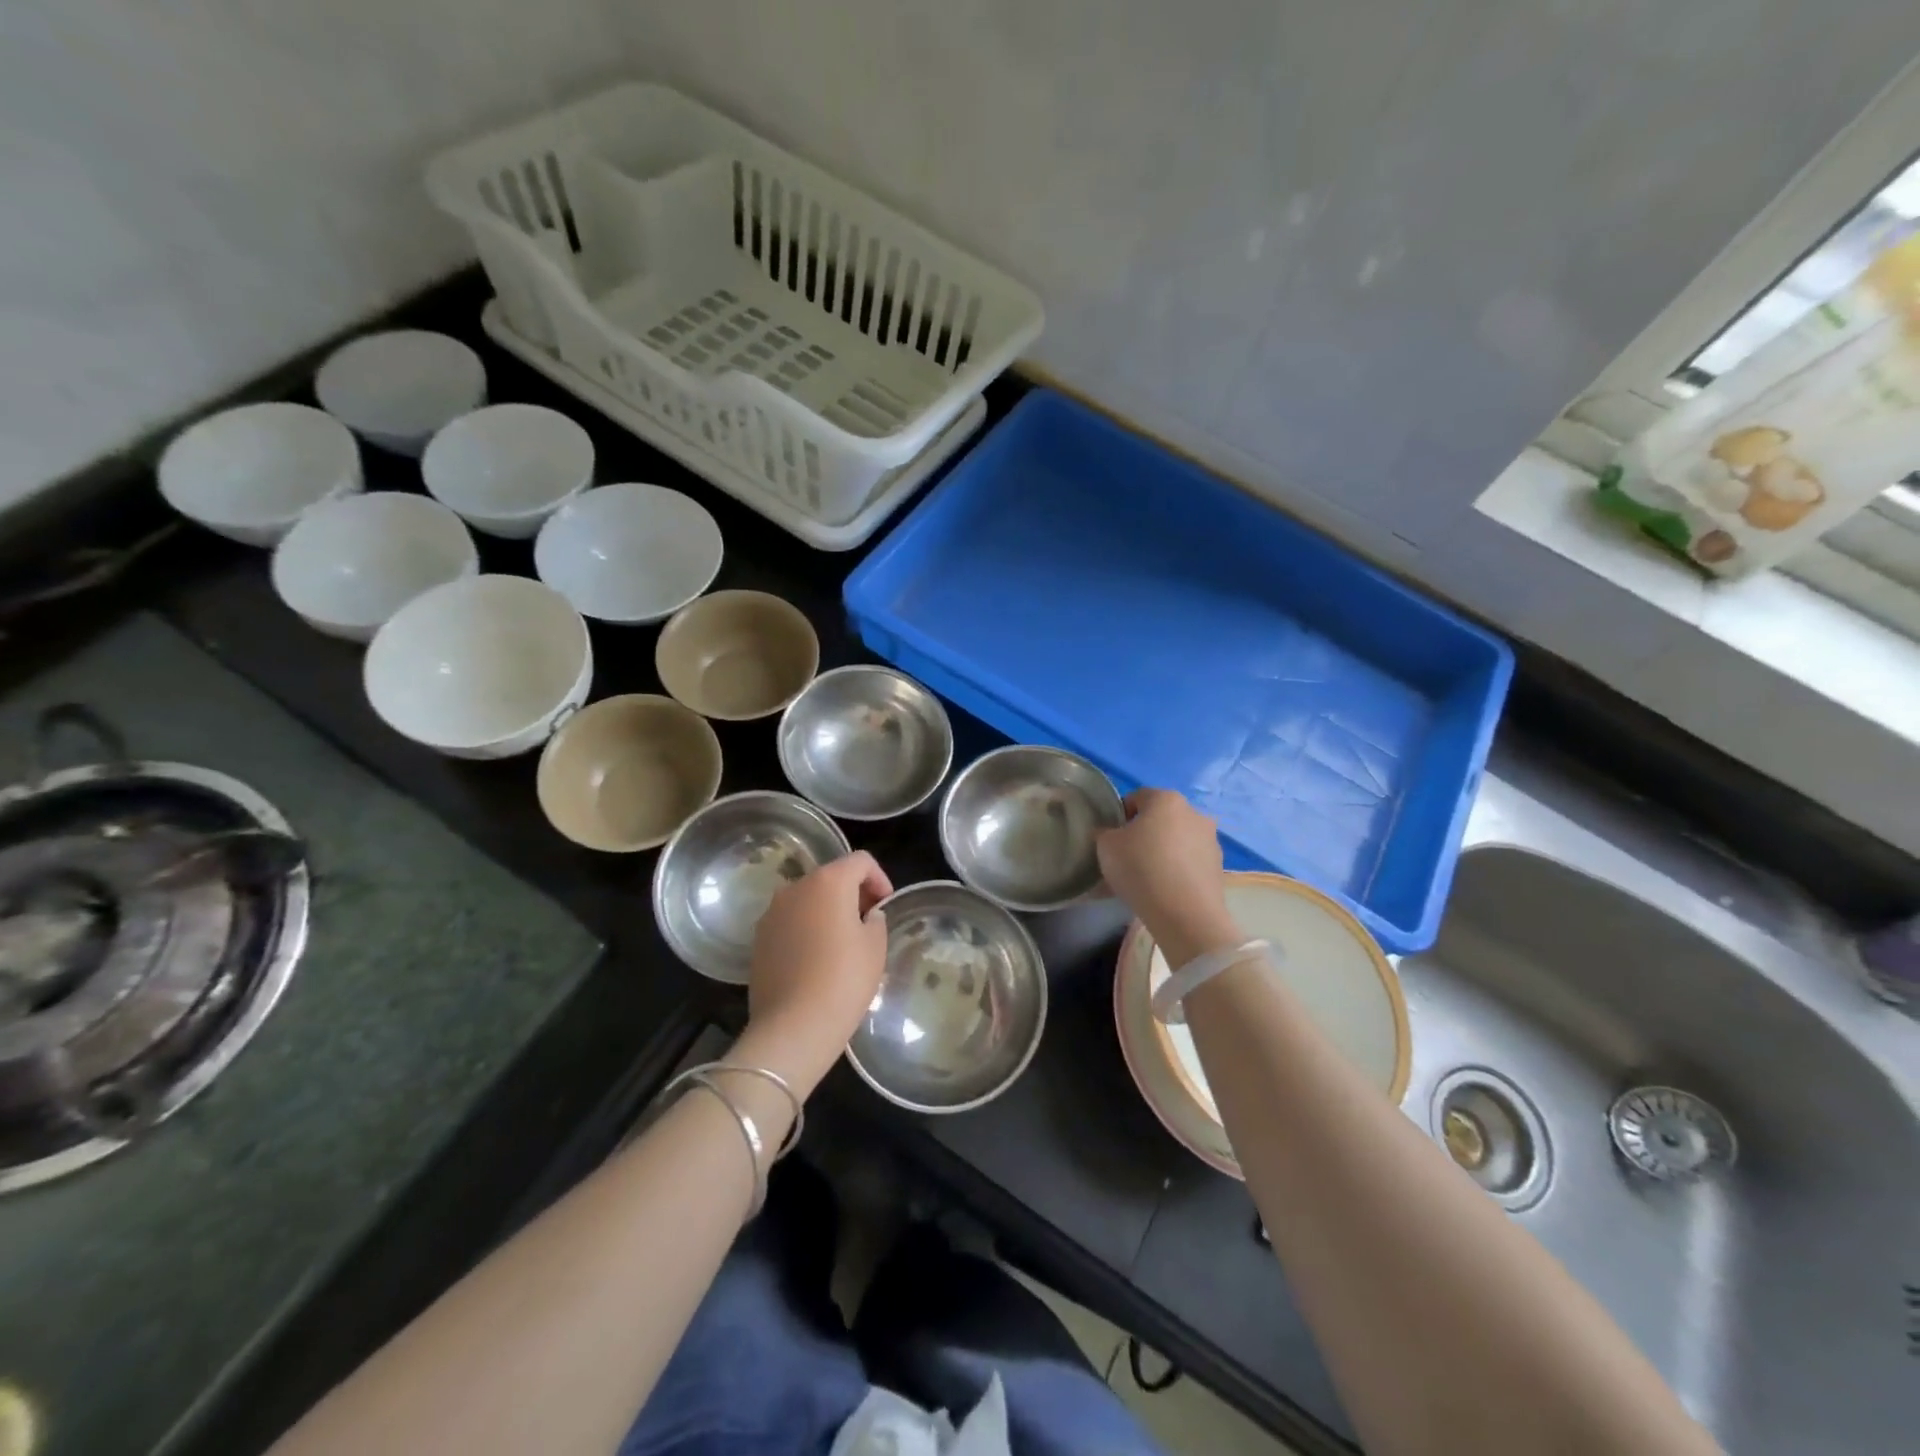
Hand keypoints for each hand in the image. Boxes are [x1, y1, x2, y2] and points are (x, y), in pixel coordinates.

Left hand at [741, 851, 891, 1093]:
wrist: (793, 1027)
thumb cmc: (844, 980)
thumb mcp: (875, 947)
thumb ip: (875, 920)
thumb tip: (866, 916)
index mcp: (828, 881)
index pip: (860, 861)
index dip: (879, 878)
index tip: (886, 906)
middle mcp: (796, 887)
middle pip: (831, 876)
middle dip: (852, 893)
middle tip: (868, 922)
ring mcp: (772, 912)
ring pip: (807, 899)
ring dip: (827, 910)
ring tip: (842, 942)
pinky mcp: (758, 938)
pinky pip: (790, 921)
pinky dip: (806, 928)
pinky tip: (816, 959)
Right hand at [1096, 788, 1237, 965]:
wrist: (1185, 915)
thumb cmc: (1141, 869)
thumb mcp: (1105, 847)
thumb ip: (1105, 833)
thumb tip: (1110, 833)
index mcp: (1166, 799)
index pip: (1136, 798)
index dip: (1120, 816)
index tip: (1111, 839)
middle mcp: (1194, 812)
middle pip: (1160, 818)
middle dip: (1145, 833)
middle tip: (1127, 858)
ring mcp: (1211, 840)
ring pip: (1178, 840)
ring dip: (1164, 851)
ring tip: (1148, 877)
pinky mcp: (1219, 867)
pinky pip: (1190, 862)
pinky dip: (1178, 869)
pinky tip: (1165, 889)